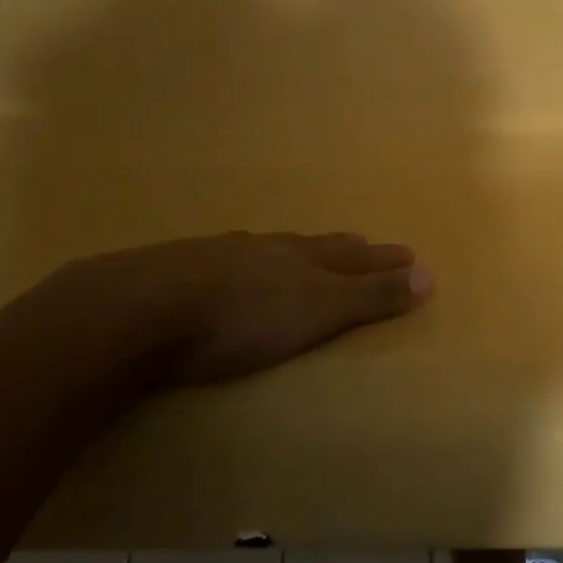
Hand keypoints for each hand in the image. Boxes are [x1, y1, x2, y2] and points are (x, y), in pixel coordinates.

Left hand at [1, 231, 433, 385]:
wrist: (131, 312)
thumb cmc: (238, 320)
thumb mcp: (317, 312)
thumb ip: (370, 297)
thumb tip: (431, 275)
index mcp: (300, 259)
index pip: (355, 257)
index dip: (383, 260)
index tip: (409, 254)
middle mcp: (263, 249)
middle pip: (315, 245)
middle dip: (345, 249)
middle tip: (365, 243)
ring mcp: (215, 255)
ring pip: (267, 248)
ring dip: (292, 252)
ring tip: (301, 252)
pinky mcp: (170, 269)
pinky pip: (222, 259)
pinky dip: (240, 262)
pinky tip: (226, 267)